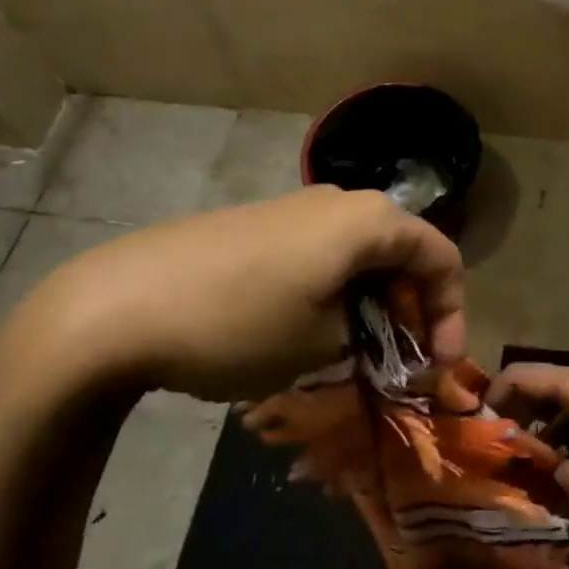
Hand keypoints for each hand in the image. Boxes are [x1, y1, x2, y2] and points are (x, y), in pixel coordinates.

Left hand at [6, 186, 465, 399]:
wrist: (115, 307)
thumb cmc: (238, 324)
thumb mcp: (321, 344)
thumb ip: (370, 336)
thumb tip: (377, 334)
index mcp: (369, 221)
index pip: (441, 257)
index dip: (452, 312)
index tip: (441, 366)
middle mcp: (340, 201)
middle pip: (402, 251)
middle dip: (412, 308)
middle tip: (406, 362)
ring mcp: (294, 208)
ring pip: (360, 253)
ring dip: (373, 301)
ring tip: (360, 351)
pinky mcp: (258, 223)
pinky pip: (321, 251)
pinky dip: (336, 289)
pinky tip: (312, 327)